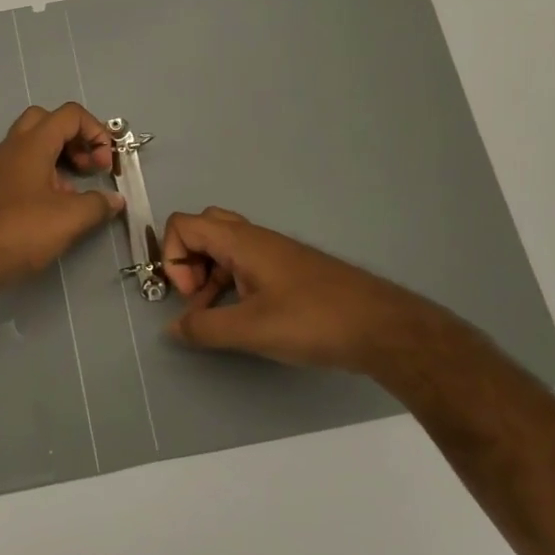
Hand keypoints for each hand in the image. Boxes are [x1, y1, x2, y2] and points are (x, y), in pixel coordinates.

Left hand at [0, 103, 123, 295]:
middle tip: (89, 167)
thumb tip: (115, 200)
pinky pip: (22, 168)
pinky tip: (52, 207)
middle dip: (75, 138)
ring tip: (75, 192)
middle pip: (48, 121)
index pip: (70, 115)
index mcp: (33, 143)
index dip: (96, 132)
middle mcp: (13, 147)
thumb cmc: (19, 230)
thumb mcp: (69, 219)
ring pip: (33, 145)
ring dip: (60, 159)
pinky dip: (43, 176)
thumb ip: (97, 205)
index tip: (106, 164)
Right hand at [161, 207, 427, 373]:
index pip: (183, 225)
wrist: (382, 327)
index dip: (173, 258)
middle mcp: (254, 238)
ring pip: (224, 248)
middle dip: (188, 261)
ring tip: (217, 316)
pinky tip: (245, 317)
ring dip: (209, 275)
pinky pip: (245, 263)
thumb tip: (173, 328)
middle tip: (198, 297)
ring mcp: (274, 252)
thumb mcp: (251, 330)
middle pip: (202, 229)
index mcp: (240, 241)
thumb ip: (205, 328)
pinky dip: (231, 282)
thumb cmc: (312, 321)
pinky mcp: (289, 269)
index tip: (191, 297)